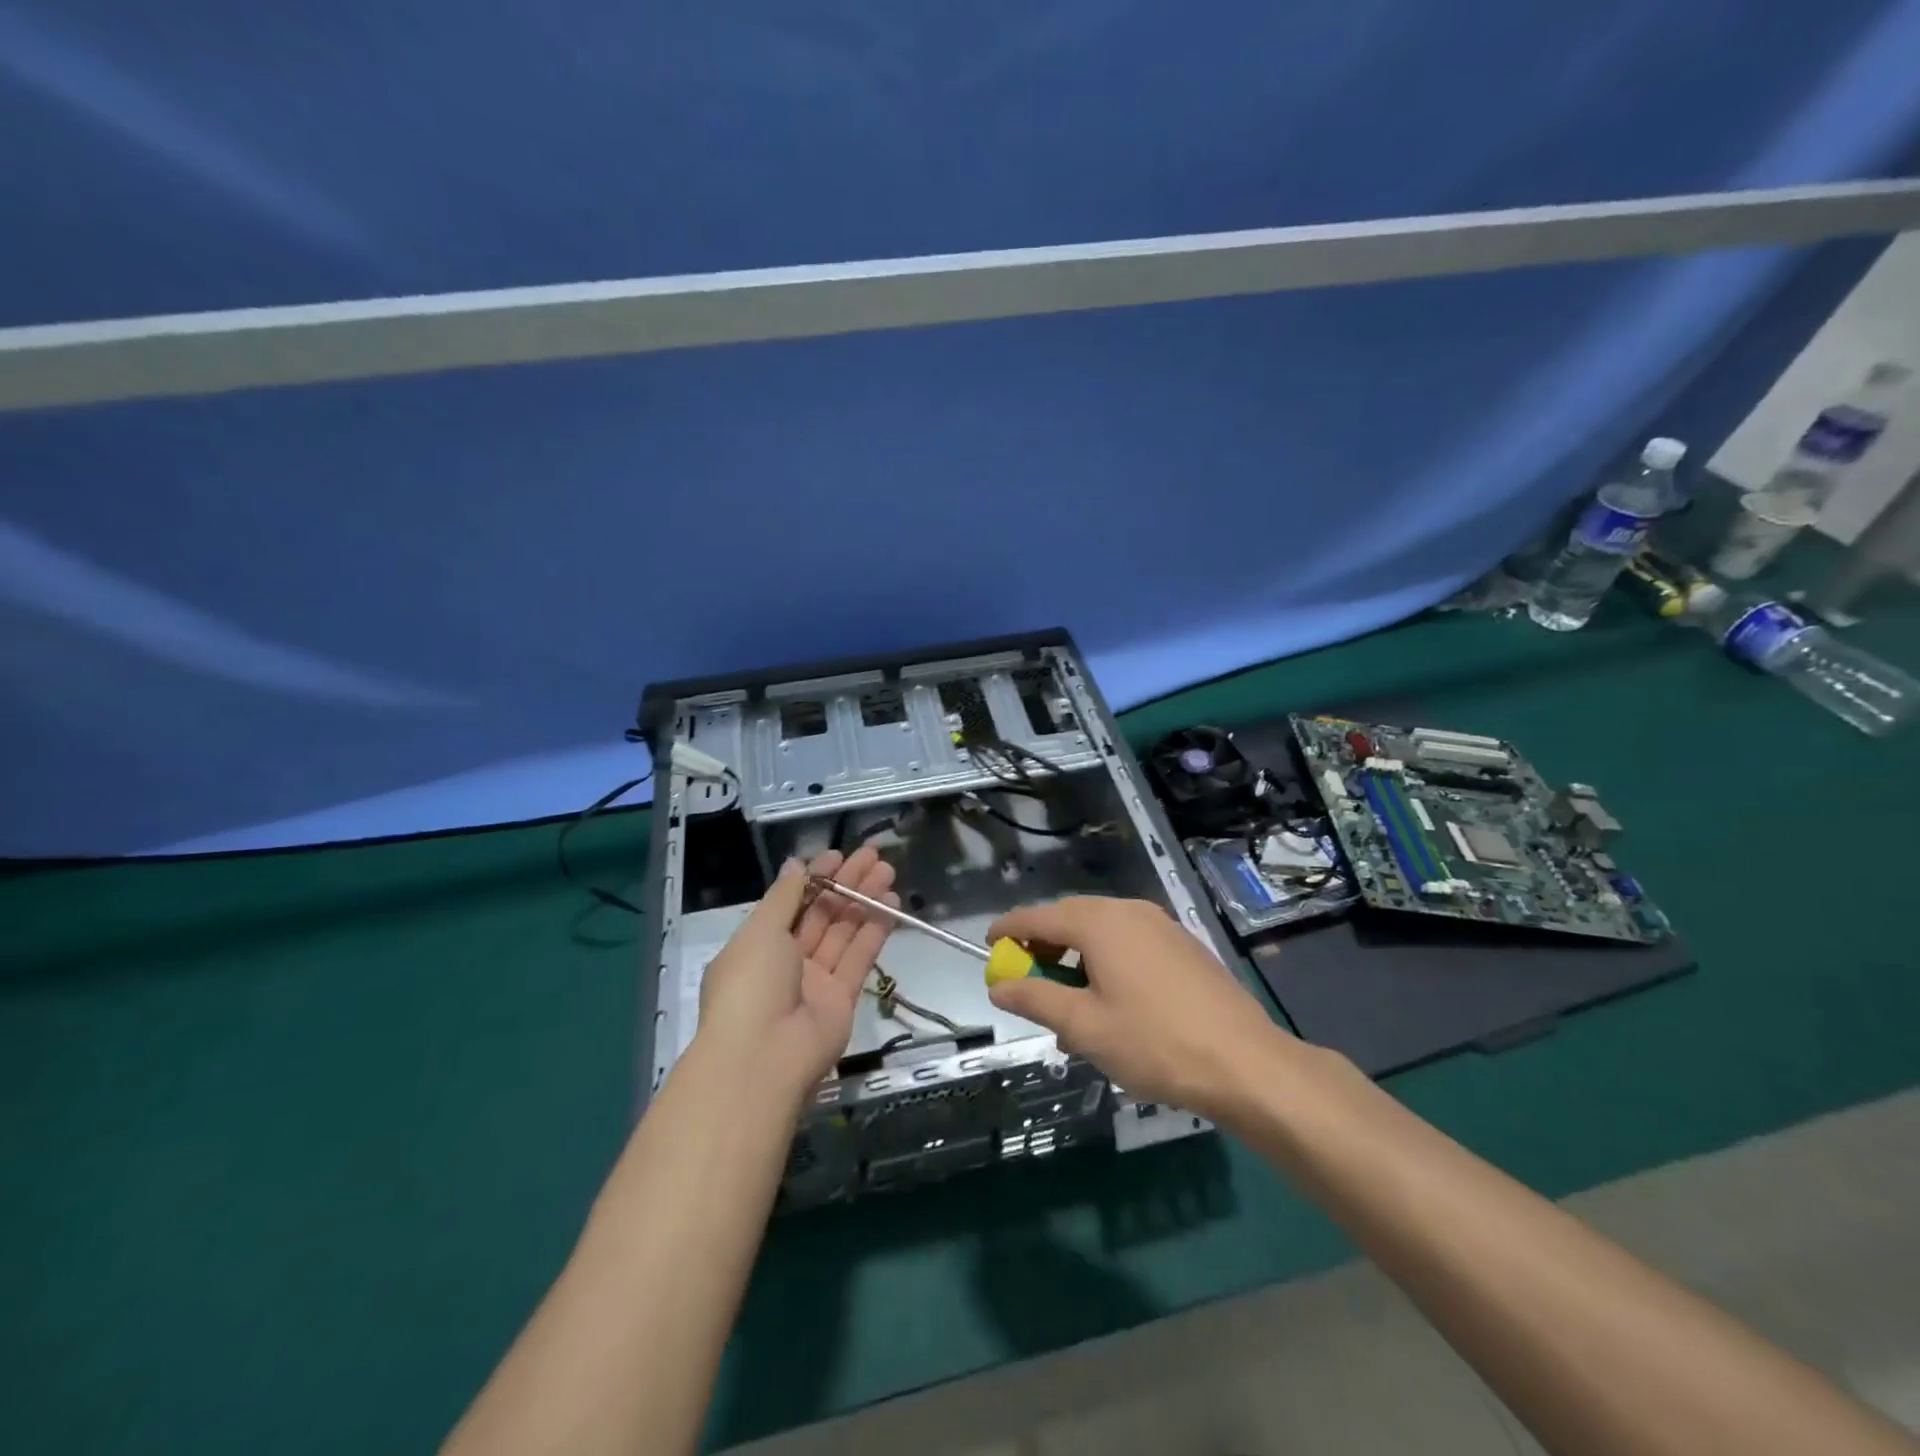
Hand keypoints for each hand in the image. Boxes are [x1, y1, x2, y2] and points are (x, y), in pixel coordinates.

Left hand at [694, 846, 896, 1100]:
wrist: (763, 1058)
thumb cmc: (751, 985)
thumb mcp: (760, 931)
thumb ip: (784, 897)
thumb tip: (796, 865)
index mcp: (759, 945)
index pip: (792, 903)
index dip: (815, 878)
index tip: (838, 855)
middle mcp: (787, 961)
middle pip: (822, 914)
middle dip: (846, 883)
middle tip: (873, 855)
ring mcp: (815, 981)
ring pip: (844, 932)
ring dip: (865, 901)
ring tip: (888, 871)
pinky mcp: (842, 999)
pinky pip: (859, 957)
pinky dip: (875, 930)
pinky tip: (892, 904)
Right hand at [985, 896, 1288, 1120]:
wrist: (1245, 1063)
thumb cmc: (1154, 1042)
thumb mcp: (1084, 1026)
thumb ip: (1036, 999)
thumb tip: (998, 986)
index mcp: (1099, 922)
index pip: (1038, 916)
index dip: (1008, 929)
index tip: (988, 947)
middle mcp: (1129, 910)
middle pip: (1071, 917)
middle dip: (1042, 943)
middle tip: (1024, 975)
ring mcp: (1161, 925)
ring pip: (1102, 930)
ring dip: (1075, 954)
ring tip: (1065, 997)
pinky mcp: (1183, 945)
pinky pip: (1129, 941)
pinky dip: (1106, 959)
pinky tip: (1108, 999)